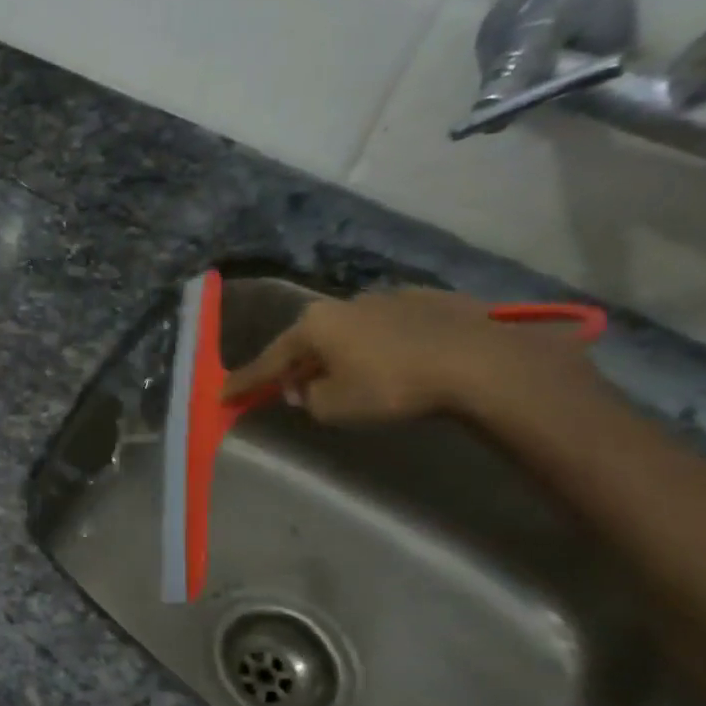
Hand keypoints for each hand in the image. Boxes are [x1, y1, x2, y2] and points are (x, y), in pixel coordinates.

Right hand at [219, 289, 597, 425]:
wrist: (480, 363)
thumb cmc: (392, 386)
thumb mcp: (334, 407)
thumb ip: (308, 398)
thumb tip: (307, 388)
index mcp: (314, 325)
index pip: (269, 360)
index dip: (246, 381)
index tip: (224, 394)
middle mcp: (344, 303)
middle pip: (309, 340)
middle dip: (298, 364)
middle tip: (293, 388)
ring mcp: (389, 297)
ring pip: (351, 330)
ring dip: (342, 352)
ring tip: (349, 375)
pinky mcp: (430, 301)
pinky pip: (391, 327)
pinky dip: (382, 344)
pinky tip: (396, 360)